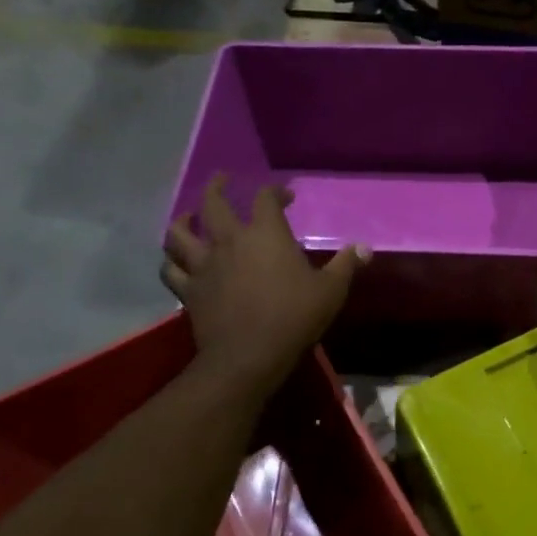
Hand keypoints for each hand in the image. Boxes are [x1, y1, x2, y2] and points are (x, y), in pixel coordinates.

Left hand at [160, 175, 366, 395]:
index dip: (276, 191)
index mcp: (265, 234)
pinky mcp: (189, 290)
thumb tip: (365, 247)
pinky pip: (171, 270)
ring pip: (180, 233)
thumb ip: (346, 264)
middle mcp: (229, 241)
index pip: (266, 198)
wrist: (250, 355)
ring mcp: (204, 265)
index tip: (286, 196)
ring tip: (188, 217)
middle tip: (222, 180)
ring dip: (183, 221)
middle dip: (217, 187)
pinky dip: (172, 261)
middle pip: (213, 203)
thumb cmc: (294, 317)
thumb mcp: (331, 290)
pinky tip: (176, 260)